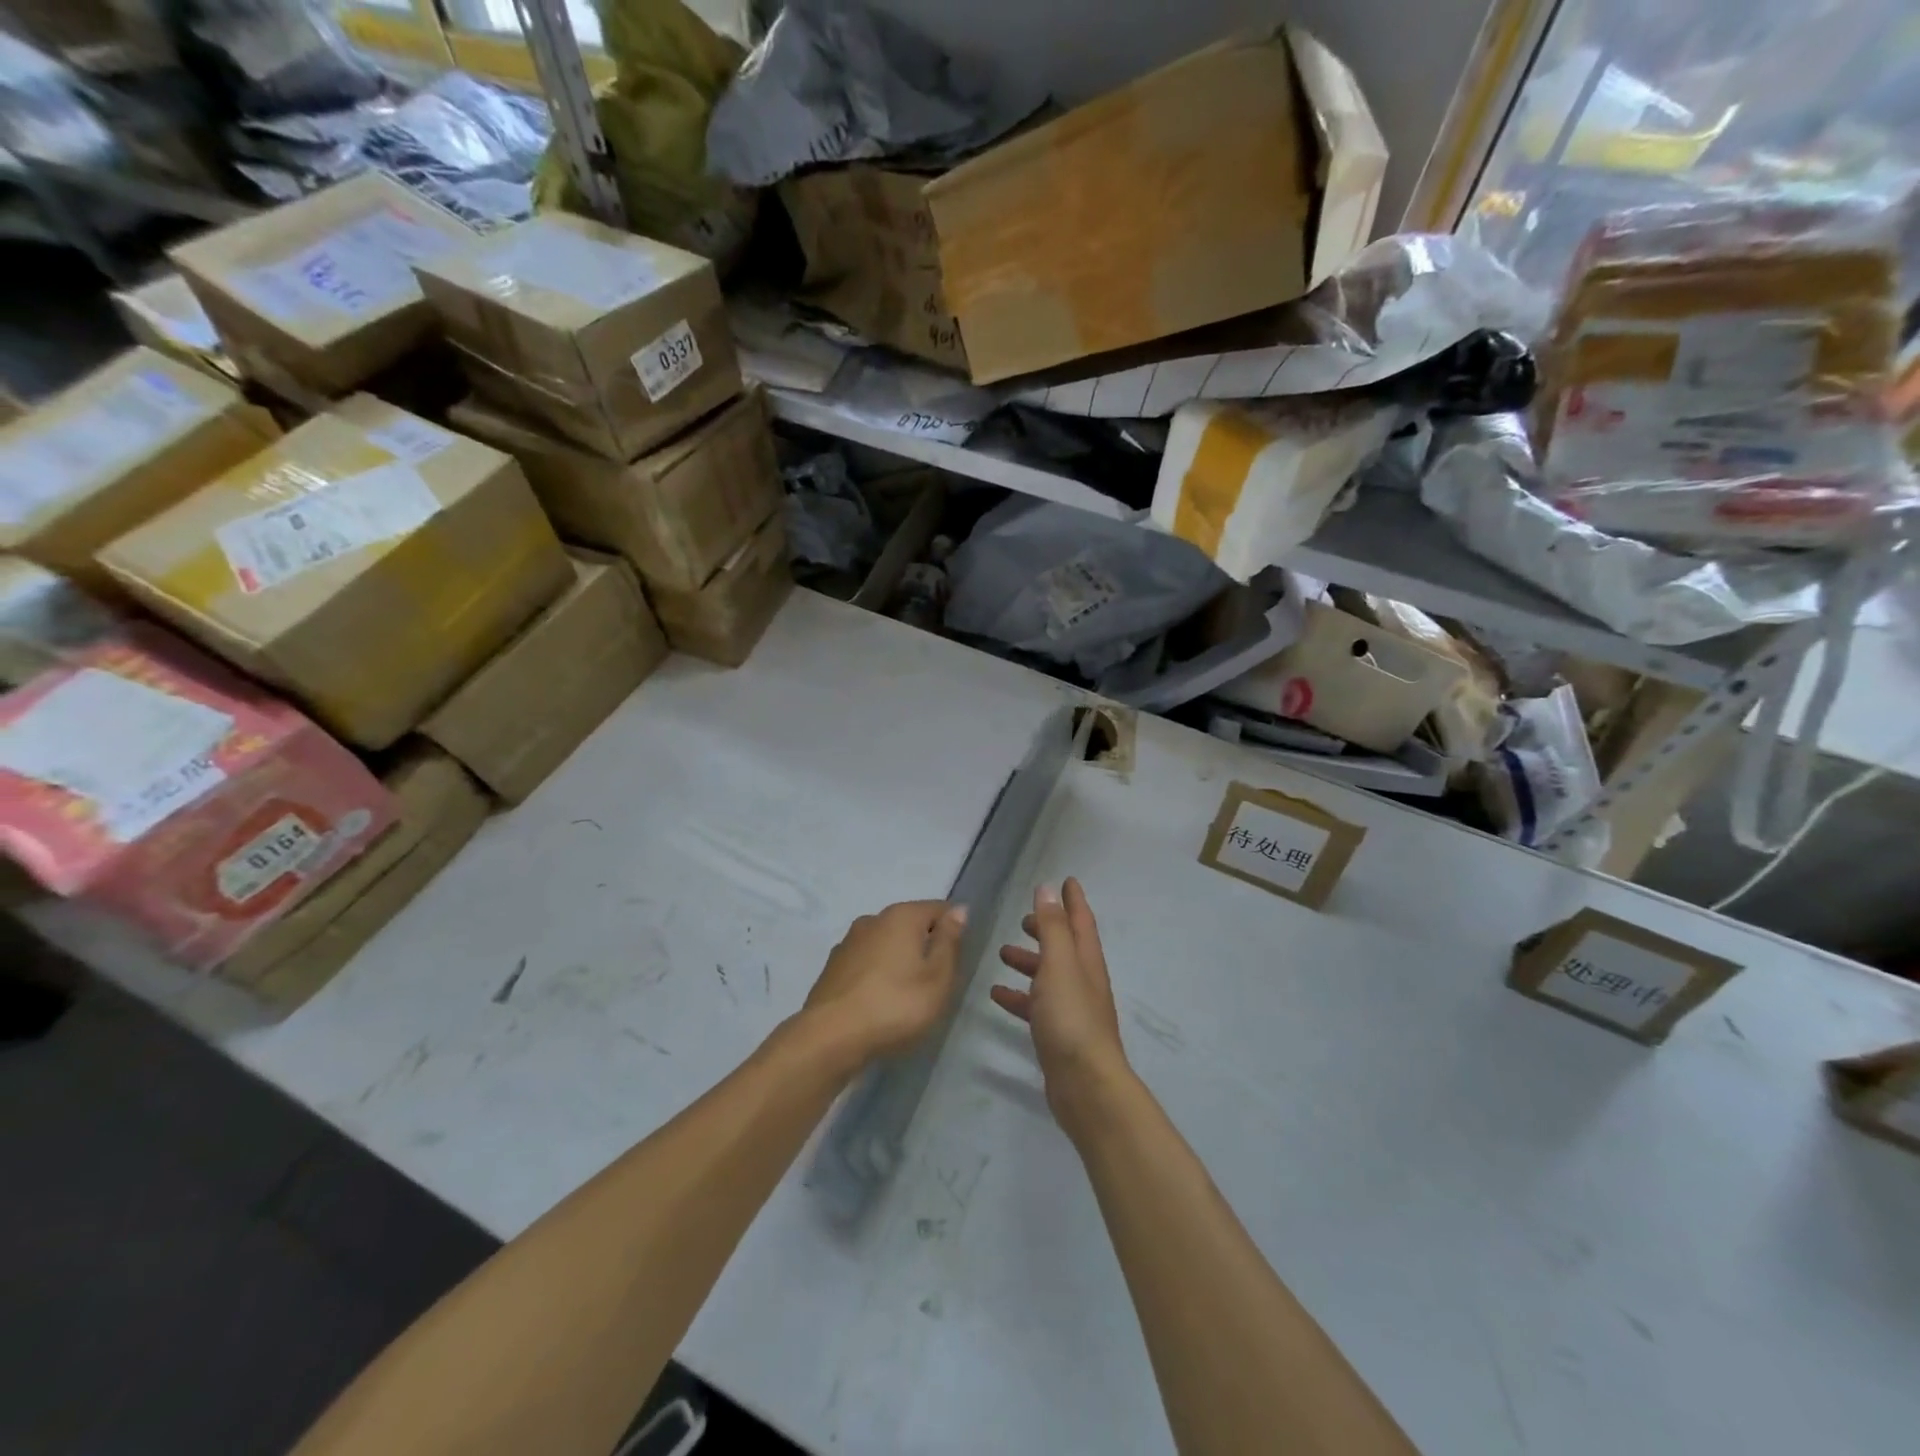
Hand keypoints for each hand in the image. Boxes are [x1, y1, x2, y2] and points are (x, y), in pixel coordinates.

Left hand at [804, 900, 967, 1064]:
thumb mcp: (937, 978)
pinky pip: (866, 962)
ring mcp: (848, 942)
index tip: (958, 960)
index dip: (954, 930)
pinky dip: (877, 974)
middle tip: (935, 983)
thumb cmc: (895, 1006)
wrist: (830, 1037)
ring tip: (907, 996)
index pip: (939, 909)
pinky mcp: (832, 967)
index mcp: (901, 916)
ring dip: (899, 960)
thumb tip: (959, 910)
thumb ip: (949, 941)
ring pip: (886, 943)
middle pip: (911, 925)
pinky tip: (879, 1001)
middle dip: (925, 946)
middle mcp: (873, 919)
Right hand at [992, 879, 1132, 1133]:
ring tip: (1002, 953)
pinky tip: (996, 994)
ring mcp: (1071, 1008)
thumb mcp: (1059, 965)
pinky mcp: (1057, 1033)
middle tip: (1023, 919)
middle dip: (1046, 929)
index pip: (1081, 921)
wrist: (1085, 1085)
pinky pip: (1035, 1005)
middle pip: (1064, 946)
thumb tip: (1048, 888)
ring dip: (1028, 961)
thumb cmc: (1071, 1017)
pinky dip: (1018, 996)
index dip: (1074, 900)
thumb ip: (1053, 927)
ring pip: (1048, 975)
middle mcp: (1082, 980)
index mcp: (1086, 960)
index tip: (1066, 879)